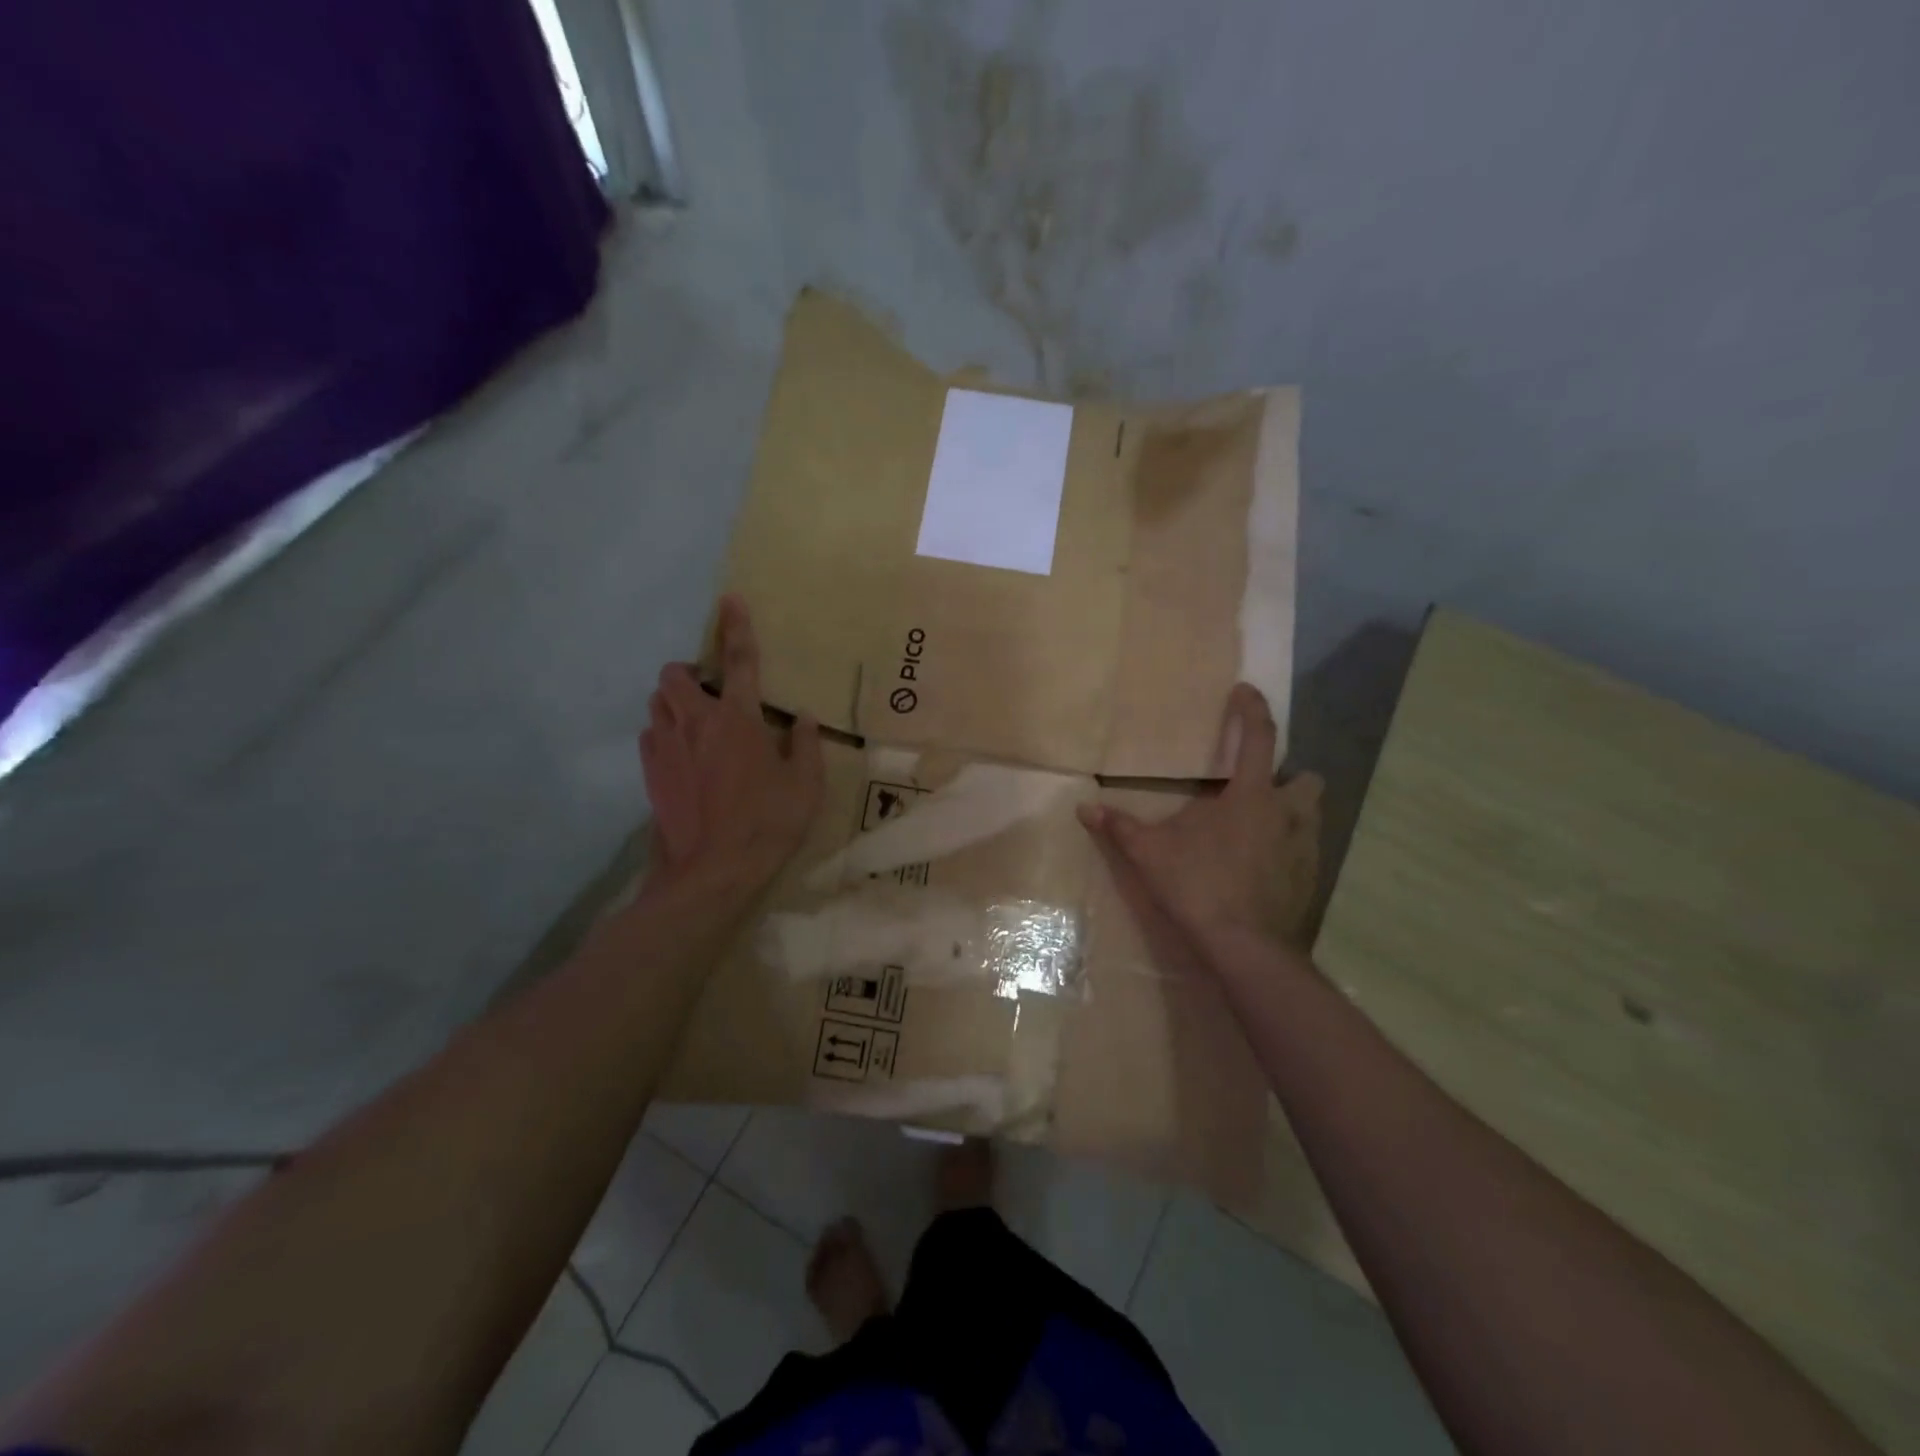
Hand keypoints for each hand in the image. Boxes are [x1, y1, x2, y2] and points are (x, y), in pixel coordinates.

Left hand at [640, 595, 823, 898]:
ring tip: (698, 724)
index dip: (737, 627)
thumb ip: (805, 745)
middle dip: (691, 673)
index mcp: (738, 720)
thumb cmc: (767, 824)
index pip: (739, 661)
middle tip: (713, 694)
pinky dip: (665, 734)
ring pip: (657, 703)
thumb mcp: (806, 786)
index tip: (730, 600)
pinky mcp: (650, 773)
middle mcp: (696, 723)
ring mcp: (666, 747)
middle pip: (676, 675)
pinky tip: (684, 757)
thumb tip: (801, 718)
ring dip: (675, 702)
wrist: (712, 872)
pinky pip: (650, 736)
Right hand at [1077, 683, 1320, 961]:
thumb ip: (1119, 827)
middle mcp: (1286, 814)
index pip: (1258, 738)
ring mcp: (1304, 848)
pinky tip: (1262, 866)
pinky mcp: (1309, 879)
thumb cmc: (1197, 885)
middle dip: (1291, 776)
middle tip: (1259, 787)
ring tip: (1259, 825)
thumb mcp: (1150, 853)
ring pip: (1312, 815)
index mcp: (1250, 796)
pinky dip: (1289, 848)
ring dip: (1293, 811)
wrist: (1243, 945)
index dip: (1251, 709)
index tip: (1244, 690)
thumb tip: (1083, 808)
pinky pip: (1306, 851)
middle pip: (1308, 779)